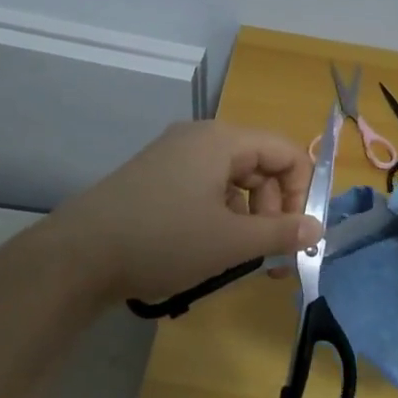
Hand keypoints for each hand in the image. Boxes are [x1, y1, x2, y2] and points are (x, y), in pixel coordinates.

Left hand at [46, 121, 322, 303]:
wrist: (78, 255)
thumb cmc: (164, 240)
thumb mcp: (231, 241)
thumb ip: (281, 233)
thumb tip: (318, 229)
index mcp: (222, 140)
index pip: (286, 153)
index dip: (302, 194)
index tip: (295, 236)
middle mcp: (199, 138)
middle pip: (260, 167)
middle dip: (274, 212)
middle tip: (269, 258)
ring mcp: (172, 156)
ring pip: (233, 182)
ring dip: (247, 219)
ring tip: (238, 259)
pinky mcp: (154, 178)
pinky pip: (204, 190)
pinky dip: (218, 217)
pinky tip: (208, 249)